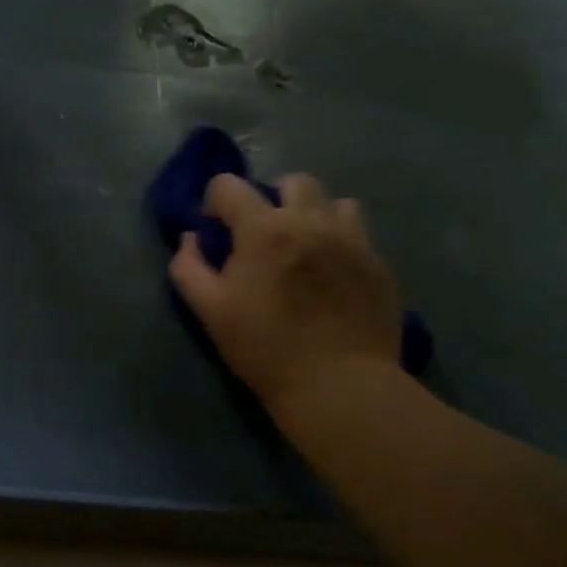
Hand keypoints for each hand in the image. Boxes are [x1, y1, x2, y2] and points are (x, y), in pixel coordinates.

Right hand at [168, 173, 402, 421]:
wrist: (339, 385)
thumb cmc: (265, 348)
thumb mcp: (210, 311)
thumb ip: (189, 267)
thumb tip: (190, 239)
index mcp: (264, 229)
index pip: (229, 185)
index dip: (214, 203)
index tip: (216, 232)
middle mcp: (311, 220)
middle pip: (291, 181)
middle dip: (270, 199)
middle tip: (263, 238)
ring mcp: (351, 238)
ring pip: (332, 201)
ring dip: (312, 215)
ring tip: (304, 249)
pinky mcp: (378, 262)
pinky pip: (358, 232)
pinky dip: (339, 241)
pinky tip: (331, 275)